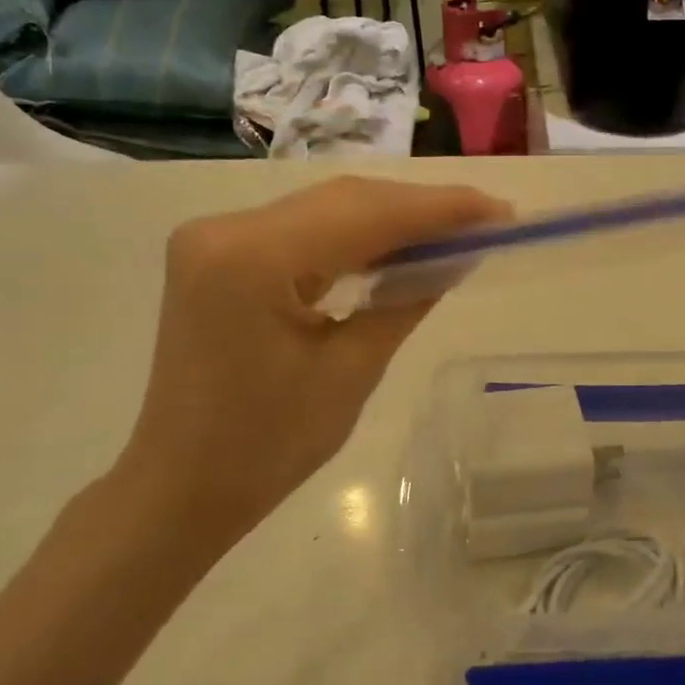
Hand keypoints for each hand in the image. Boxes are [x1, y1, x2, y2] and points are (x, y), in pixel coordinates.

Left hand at [107, 175, 509, 560]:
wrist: (183, 484)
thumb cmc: (270, 445)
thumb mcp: (353, 370)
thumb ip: (407, 298)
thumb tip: (459, 253)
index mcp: (252, 260)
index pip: (366, 215)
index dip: (441, 209)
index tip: (501, 212)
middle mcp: (226, 229)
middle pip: (345, 200)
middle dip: (420, 209)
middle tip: (486, 221)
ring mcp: (215, 237)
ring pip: (326, 209)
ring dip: (391, 219)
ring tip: (454, 233)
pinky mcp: (219, 254)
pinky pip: (303, 230)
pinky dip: (355, 236)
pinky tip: (397, 248)